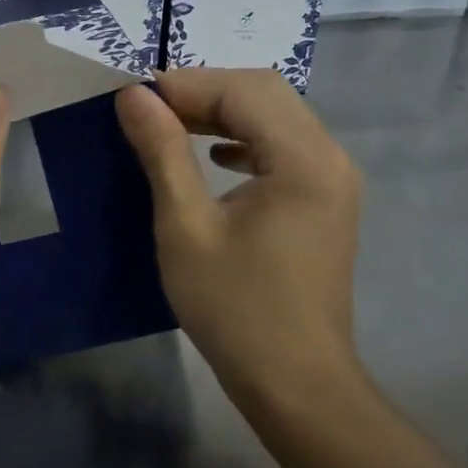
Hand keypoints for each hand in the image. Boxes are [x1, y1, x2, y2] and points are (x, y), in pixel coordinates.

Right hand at [115, 69, 366, 404]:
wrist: (295, 383)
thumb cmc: (235, 308)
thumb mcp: (186, 227)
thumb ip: (162, 152)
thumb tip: (134, 96)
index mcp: (304, 159)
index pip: (243, 90)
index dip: (186, 84)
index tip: (133, 98)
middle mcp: (330, 156)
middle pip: (265, 94)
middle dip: (203, 92)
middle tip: (149, 111)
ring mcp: (334, 179)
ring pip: (276, 117)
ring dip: (223, 114)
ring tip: (172, 127)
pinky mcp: (326, 200)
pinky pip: (284, 147)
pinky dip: (245, 140)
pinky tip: (215, 159)